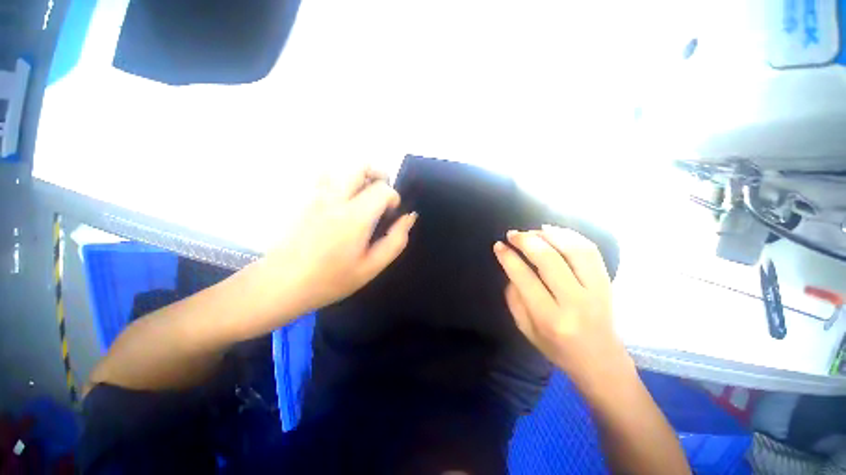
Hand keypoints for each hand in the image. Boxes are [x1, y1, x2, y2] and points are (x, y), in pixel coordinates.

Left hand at [250, 168, 416, 322]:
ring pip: (341, 167)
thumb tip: (409, 217)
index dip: (393, 198)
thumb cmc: (331, 280)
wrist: (281, 284)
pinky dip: (338, 179)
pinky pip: (323, 176)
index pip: (382, 189)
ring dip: (358, 176)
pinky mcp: (302, 198)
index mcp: (354, 217)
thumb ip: (395, 240)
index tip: (391, 214)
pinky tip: (340, 198)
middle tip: (381, 196)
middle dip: (378, 176)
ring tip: (362, 195)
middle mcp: (334, 198)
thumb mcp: (372, 266)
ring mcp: (314, 195)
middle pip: (361, 166)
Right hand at [493, 225, 633, 397]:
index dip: (509, 258)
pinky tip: (554, 231)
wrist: (600, 360)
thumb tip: (511, 267)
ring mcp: (596, 290)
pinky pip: (591, 251)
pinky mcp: (607, 283)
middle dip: (527, 241)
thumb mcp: (525, 329)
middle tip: (512, 234)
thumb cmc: (556, 348)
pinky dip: (570, 235)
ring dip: (549, 235)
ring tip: (532, 231)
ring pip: (574, 250)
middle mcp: (575, 302)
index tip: (498, 245)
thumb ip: (514, 297)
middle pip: (550, 260)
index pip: (525, 278)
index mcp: (550, 318)